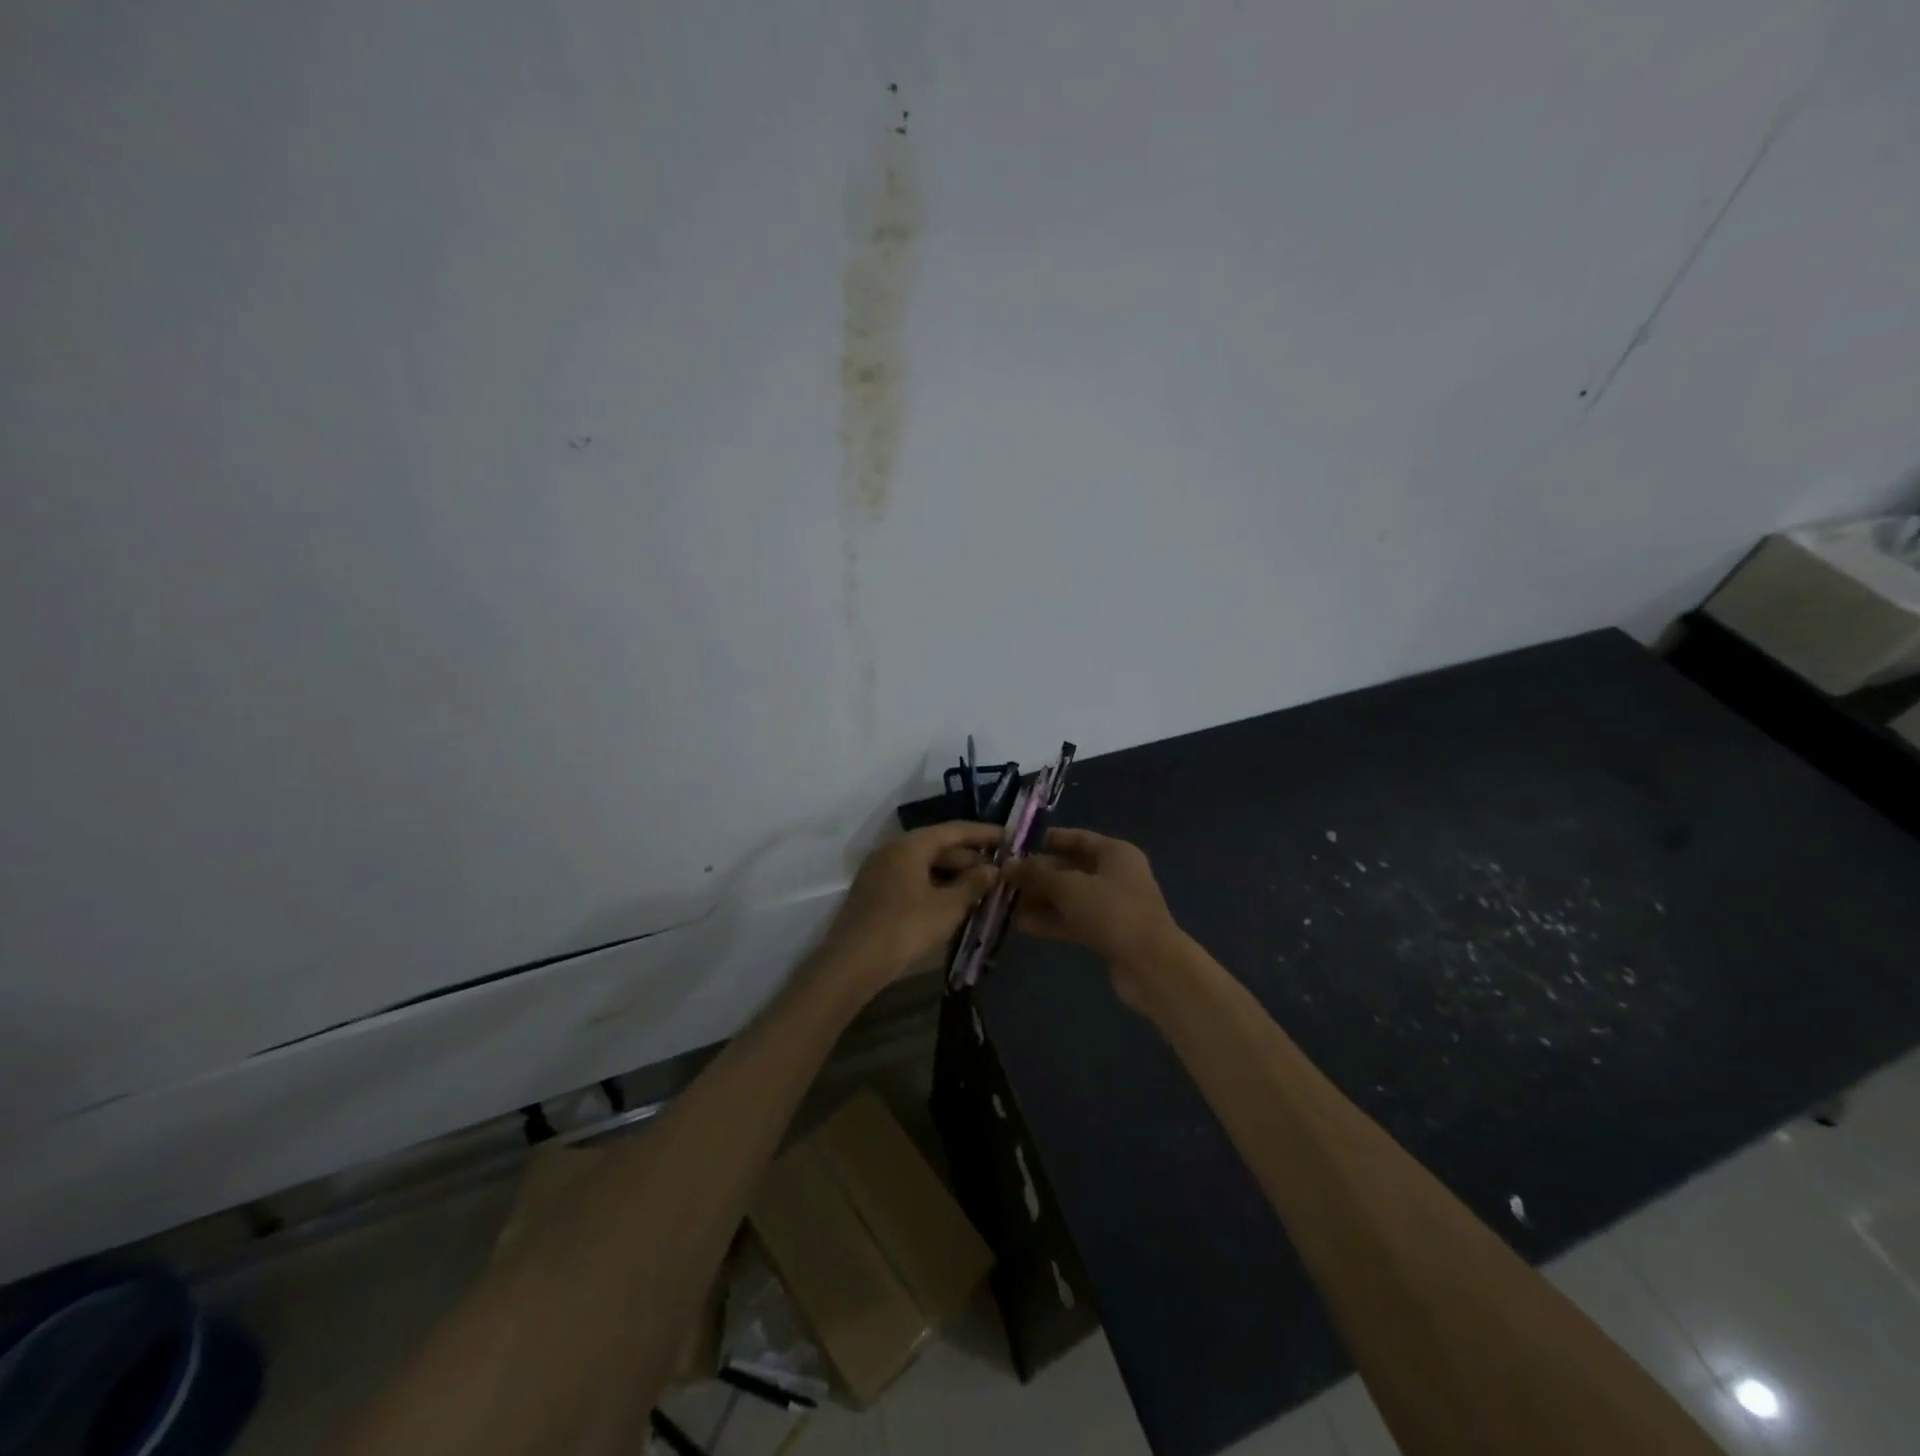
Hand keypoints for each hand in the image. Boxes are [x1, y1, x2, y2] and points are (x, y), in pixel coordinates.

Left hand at [817, 821, 1002, 997]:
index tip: (1009, 838)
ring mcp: (880, 871)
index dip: (984, 834)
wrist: (852, 963)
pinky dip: (934, 885)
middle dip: (969, 858)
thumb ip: (973, 884)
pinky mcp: (874, 893)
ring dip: (952, 874)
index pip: (954, 830)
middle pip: (938, 846)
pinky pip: (911, 879)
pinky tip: (952, 902)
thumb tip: (992, 869)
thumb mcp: (947, 907)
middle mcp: (892, 850)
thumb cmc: (905, 928)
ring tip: (981, 888)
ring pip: (924, 864)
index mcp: (910, 845)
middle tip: (999, 871)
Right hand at [1005, 829, 1186, 1002]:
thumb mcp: (1069, 887)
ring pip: (1071, 897)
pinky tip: (1023, 925)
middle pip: (1071, 868)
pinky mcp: (1109, 933)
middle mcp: (1116, 874)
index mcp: (1115, 853)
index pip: (1077, 838)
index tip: (1017, 845)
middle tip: (1005, 878)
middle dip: (1039, 874)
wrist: (1152, 965)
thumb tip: (1008, 865)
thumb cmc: (1112, 911)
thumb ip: (1037, 875)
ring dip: (1042, 899)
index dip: (1048, 840)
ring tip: (1007, 902)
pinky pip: (1075, 920)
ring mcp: (1113, 906)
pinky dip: (1052, 920)